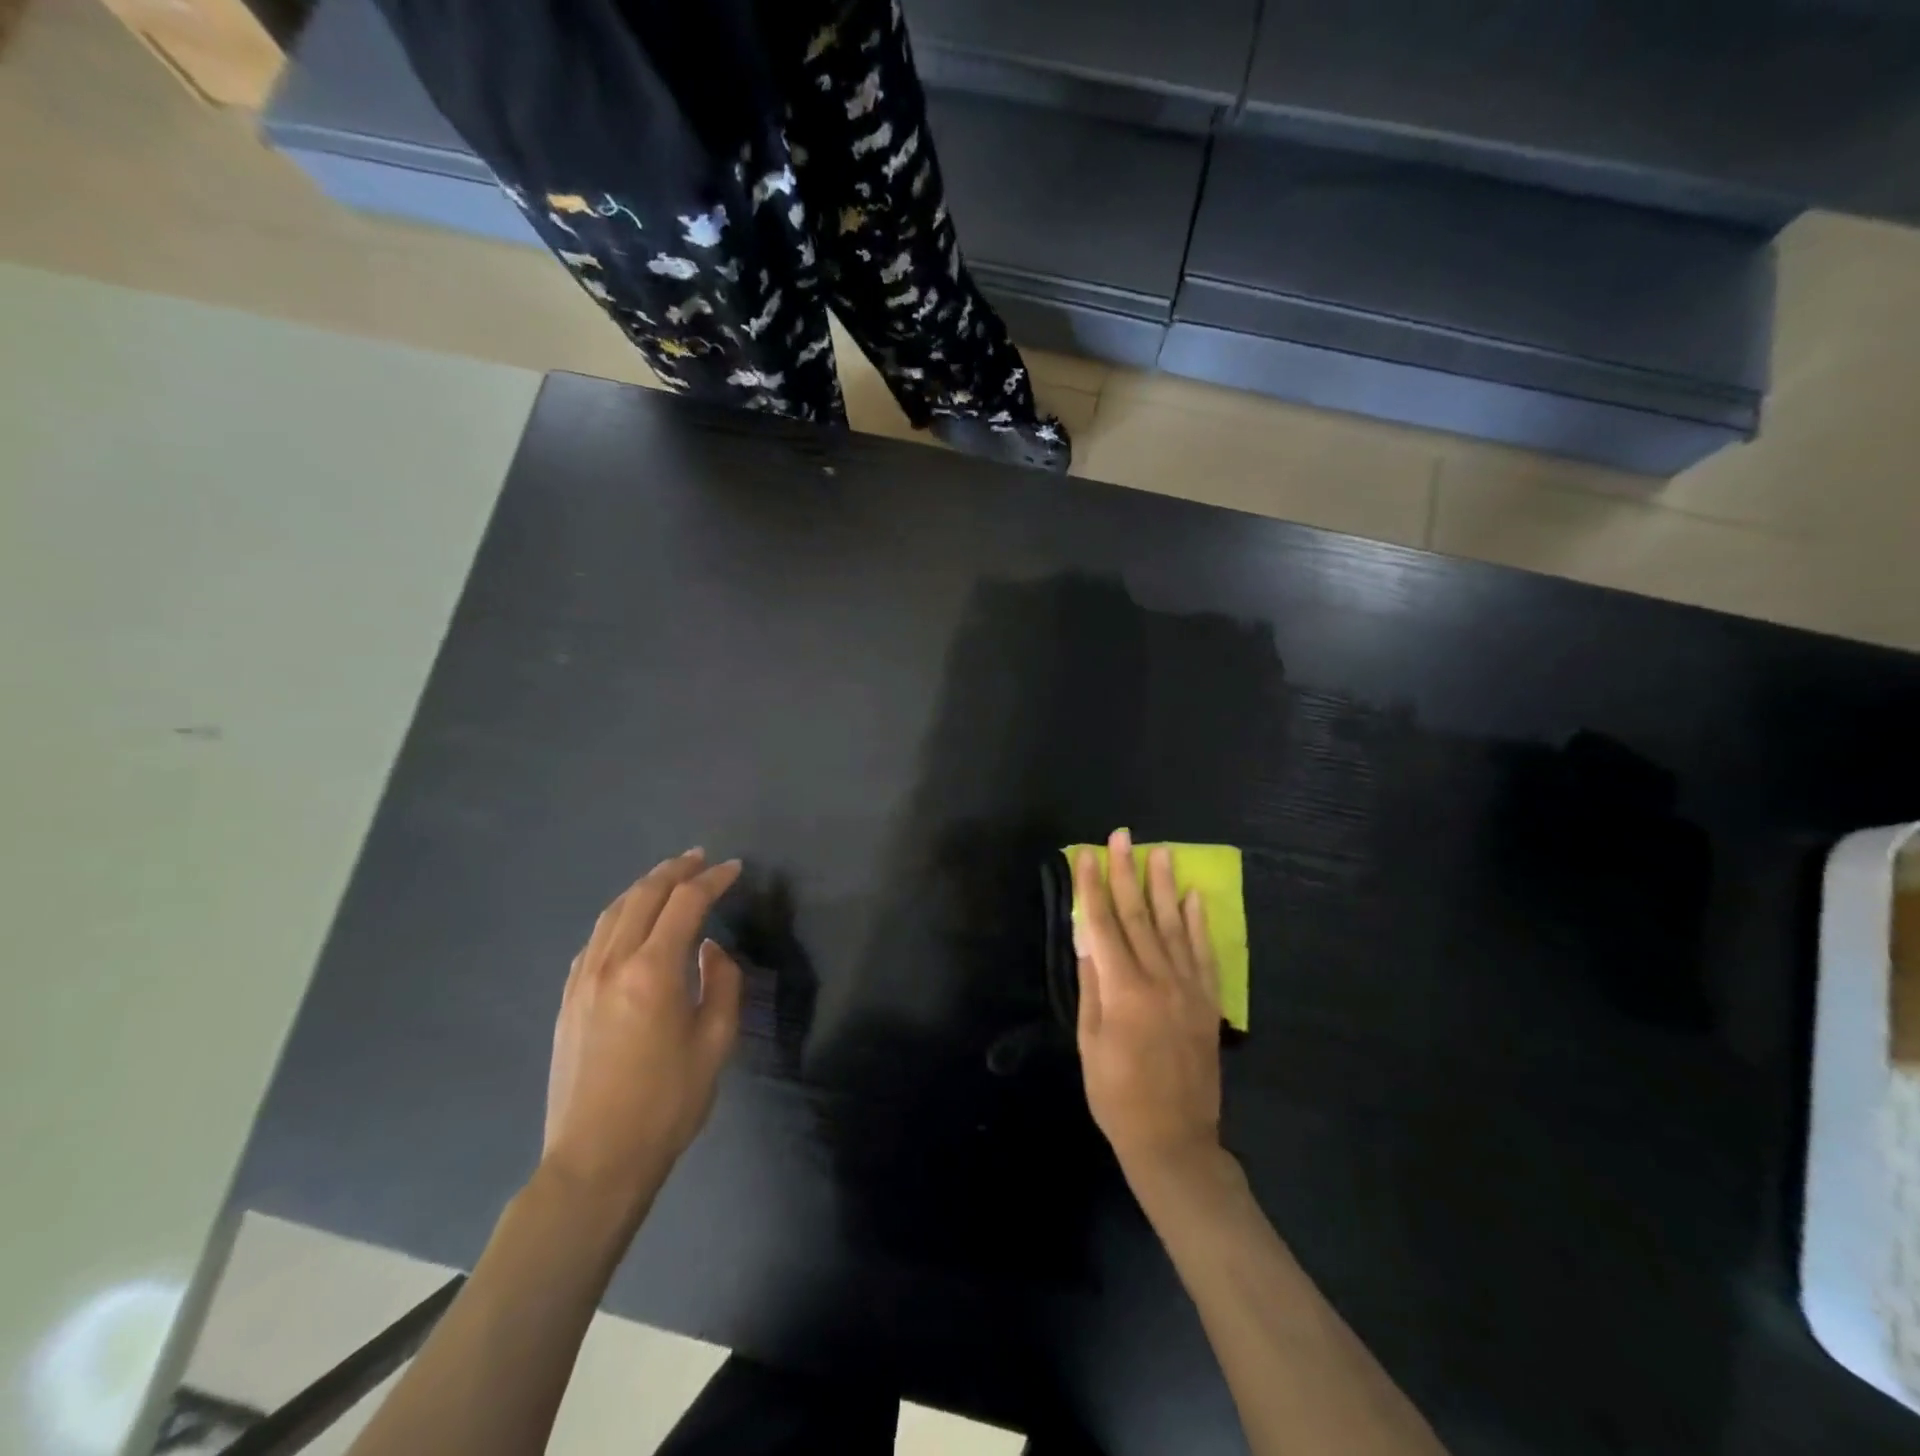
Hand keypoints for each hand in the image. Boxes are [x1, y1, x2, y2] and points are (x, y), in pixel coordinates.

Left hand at [541, 850, 744, 1221]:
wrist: (596, 1159)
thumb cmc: (667, 1103)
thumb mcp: (715, 1043)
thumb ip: (721, 984)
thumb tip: (710, 950)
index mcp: (653, 970)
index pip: (686, 903)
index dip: (712, 880)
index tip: (734, 868)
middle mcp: (612, 963)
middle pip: (643, 895)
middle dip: (675, 870)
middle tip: (700, 858)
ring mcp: (583, 979)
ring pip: (613, 912)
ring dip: (644, 887)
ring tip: (668, 877)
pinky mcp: (568, 999)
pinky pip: (594, 940)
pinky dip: (619, 917)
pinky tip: (631, 923)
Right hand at [1074, 828, 1223, 1185]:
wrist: (1174, 1140)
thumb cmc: (1116, 1095)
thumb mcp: (1090, 1042)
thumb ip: (1091, 985)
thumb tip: (1087, 937)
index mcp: (1123, 990)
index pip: (1103, 924)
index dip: (1091, 887)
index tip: (1086, 855)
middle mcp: (1158, 979)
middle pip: (1138, 915)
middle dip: (1127, 872)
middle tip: (1122, 836)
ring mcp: (1188, 989)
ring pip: (1173, 926)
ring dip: (1164, 886)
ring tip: (1161, 851)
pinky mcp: (1208, 1002)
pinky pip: (1204, 954)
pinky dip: (1198, 923)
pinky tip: (1193, 897)